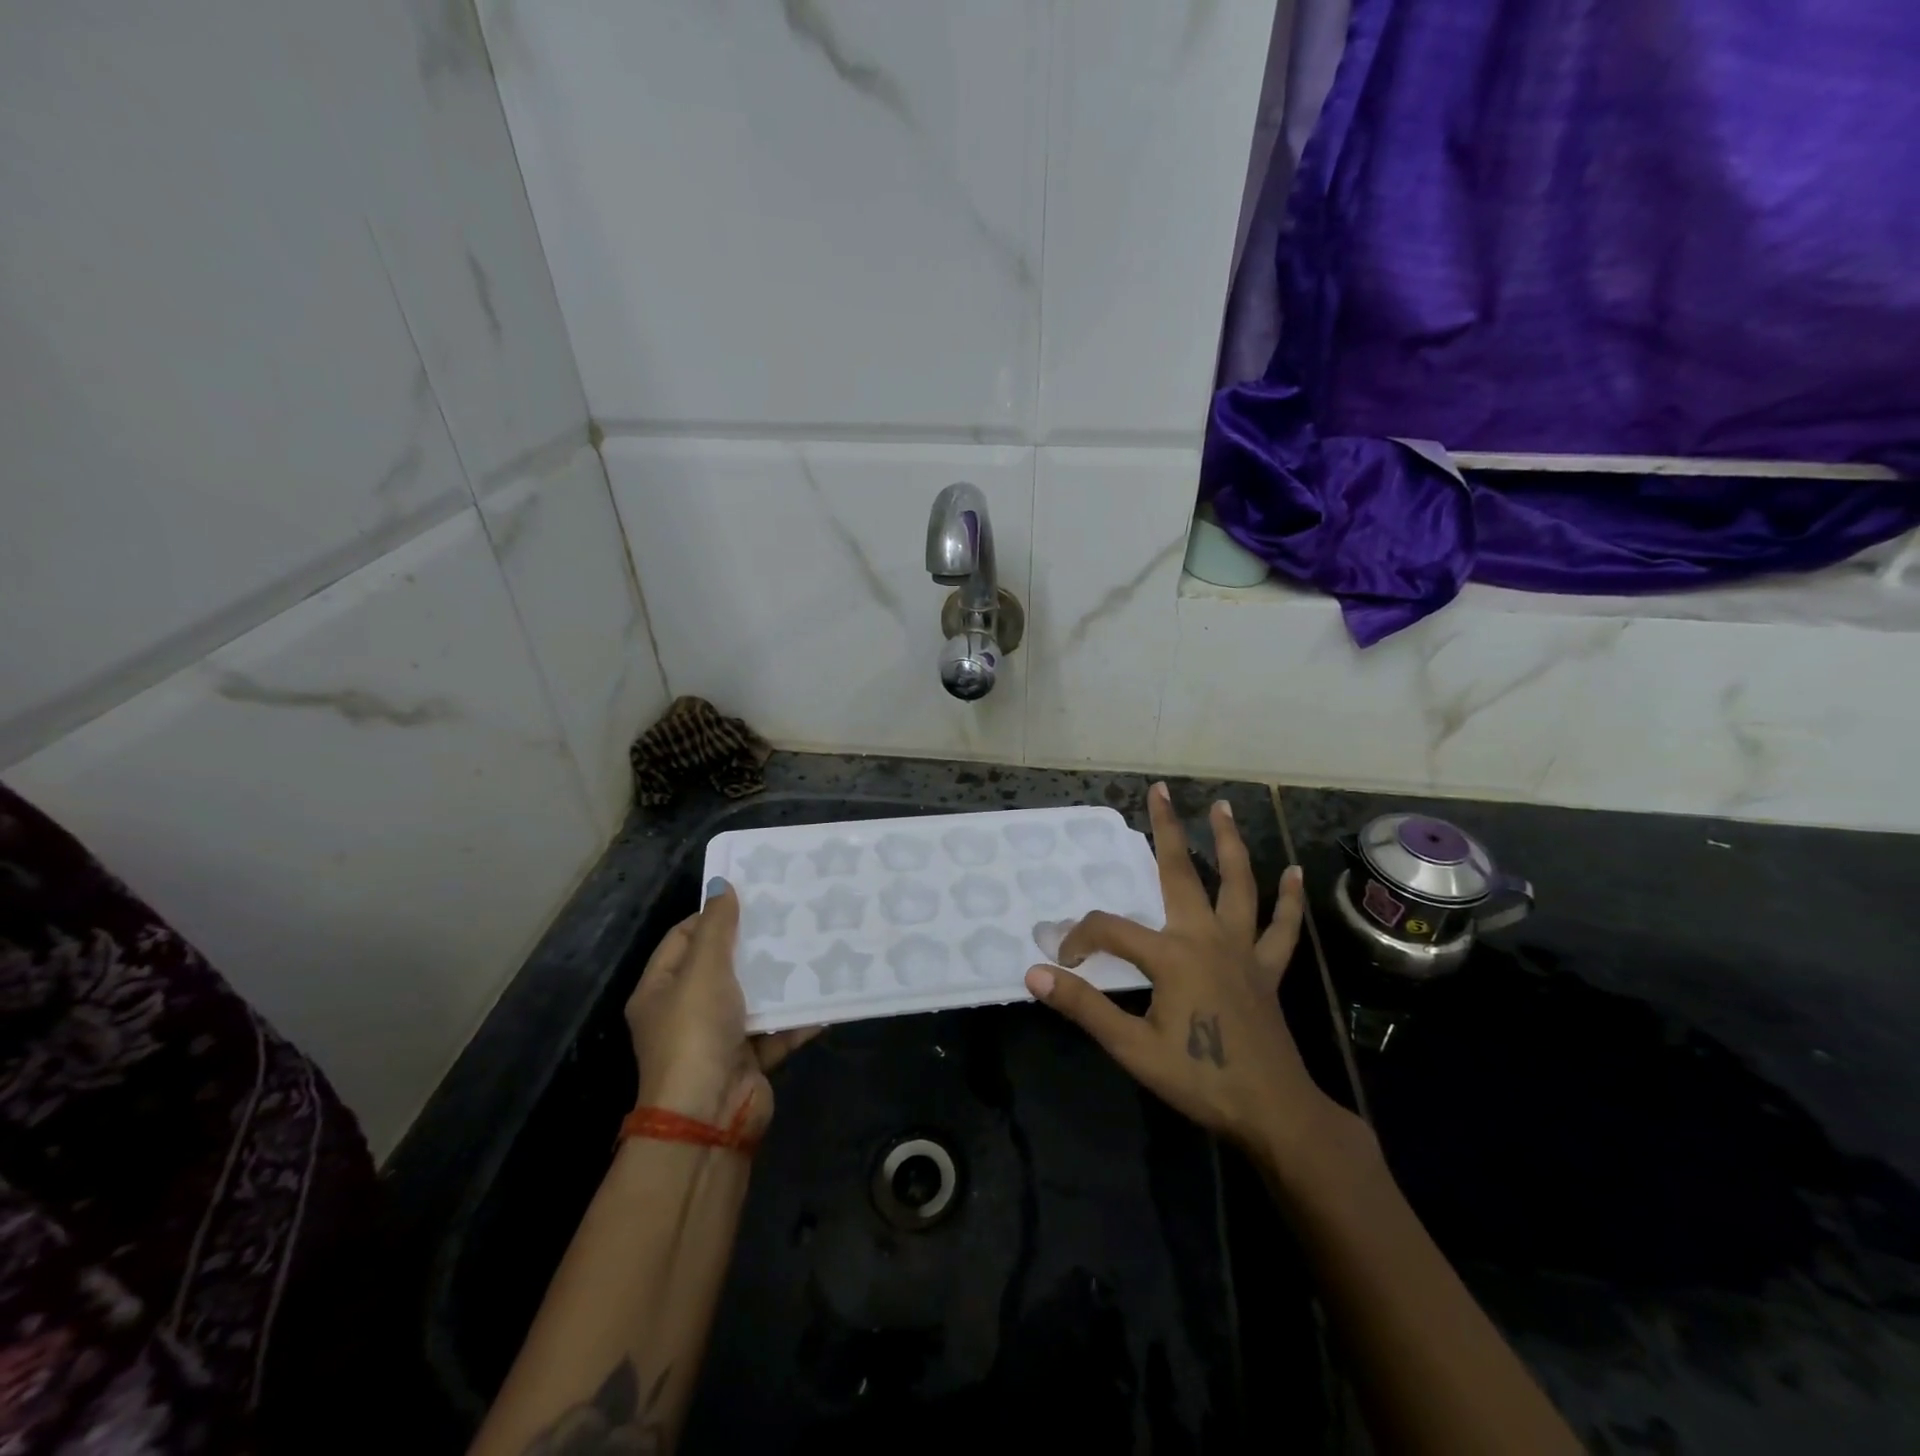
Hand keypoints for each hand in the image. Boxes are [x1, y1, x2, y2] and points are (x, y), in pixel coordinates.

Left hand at [624, 880, 817, 1138]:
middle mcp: (686, 1012)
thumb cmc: (696, 1033)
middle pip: (721, 966)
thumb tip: (721, 884)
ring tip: (814, 944)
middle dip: (754, 943)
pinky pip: (777, 1029)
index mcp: (660, 990)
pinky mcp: (749, 1058)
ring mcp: (718, 1037)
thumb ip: (715, 927)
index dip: (712, 915)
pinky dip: (798, 1015)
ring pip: (753, 996)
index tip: (750, 896)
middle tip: (789, 914)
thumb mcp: (703, 971)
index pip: (683, 938)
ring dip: (781, 977)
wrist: (710, 1117)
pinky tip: (827, 993)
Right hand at [1023, 783, 1337, 1151]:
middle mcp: (1208, 938)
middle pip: (1181, 873)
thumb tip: (1034, 973)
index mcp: (1172, 955)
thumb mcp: (1132, 1047)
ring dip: (1229, 844)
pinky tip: (1295, 872)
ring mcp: (1243, 950)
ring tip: (1222, 808)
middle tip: (1160, 790)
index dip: (1080, 940)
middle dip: (1167, 829)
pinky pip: (1281, 928)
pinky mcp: (1267, 969)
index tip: (1063, 962)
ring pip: (1238, 885)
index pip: (1110, 930)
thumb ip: (1084, 1006)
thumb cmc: (1200, 1079)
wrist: (1273, 1113)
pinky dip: (1288, 900)